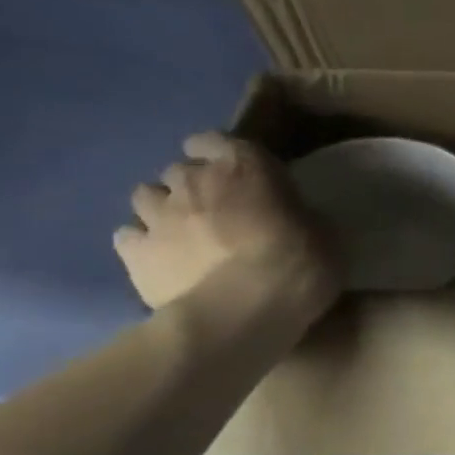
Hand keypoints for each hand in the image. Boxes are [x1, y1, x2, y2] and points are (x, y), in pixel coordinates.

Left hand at [114, 133, 337, 321]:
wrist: (242, 313)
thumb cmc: (296, 267)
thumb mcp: (325, 235)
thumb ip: (299, 215)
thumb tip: (294, 218)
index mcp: (244, 166)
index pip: (216, 140)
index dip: (221, 155)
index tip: (234, 173)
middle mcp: (194, 180)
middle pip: (181, 170)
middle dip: (194, 185)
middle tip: (213, 210)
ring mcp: (158, 215)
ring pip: (146, 195)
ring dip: (162, 208)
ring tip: (180, 232)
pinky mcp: (135, 253)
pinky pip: (129, 236)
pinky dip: (142, 243)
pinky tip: (159, 259)